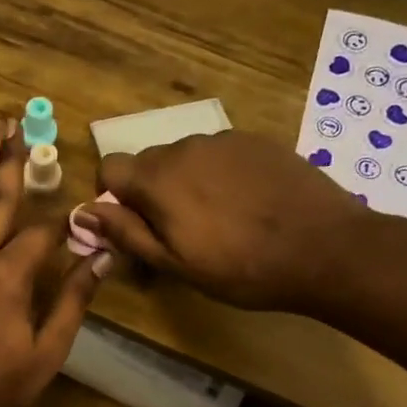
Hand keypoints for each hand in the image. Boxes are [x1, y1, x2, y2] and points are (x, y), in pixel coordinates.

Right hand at [75, 132, 367, 311]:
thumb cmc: (240, 267)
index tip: (134, 225)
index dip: (113, 197)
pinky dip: (220, 174)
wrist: (324, 248)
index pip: (110, 168)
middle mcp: (185, 146)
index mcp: (158, 178)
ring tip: (219, 218)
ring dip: (186, 182)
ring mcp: (225, 140)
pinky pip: (220, 154)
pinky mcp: (258, 141)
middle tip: (178, 231)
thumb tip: (82, 212)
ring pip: (185, 157)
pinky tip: (247, 204)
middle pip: (148, 162)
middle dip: (151, 192)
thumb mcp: (174, 263)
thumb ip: (125, 233)